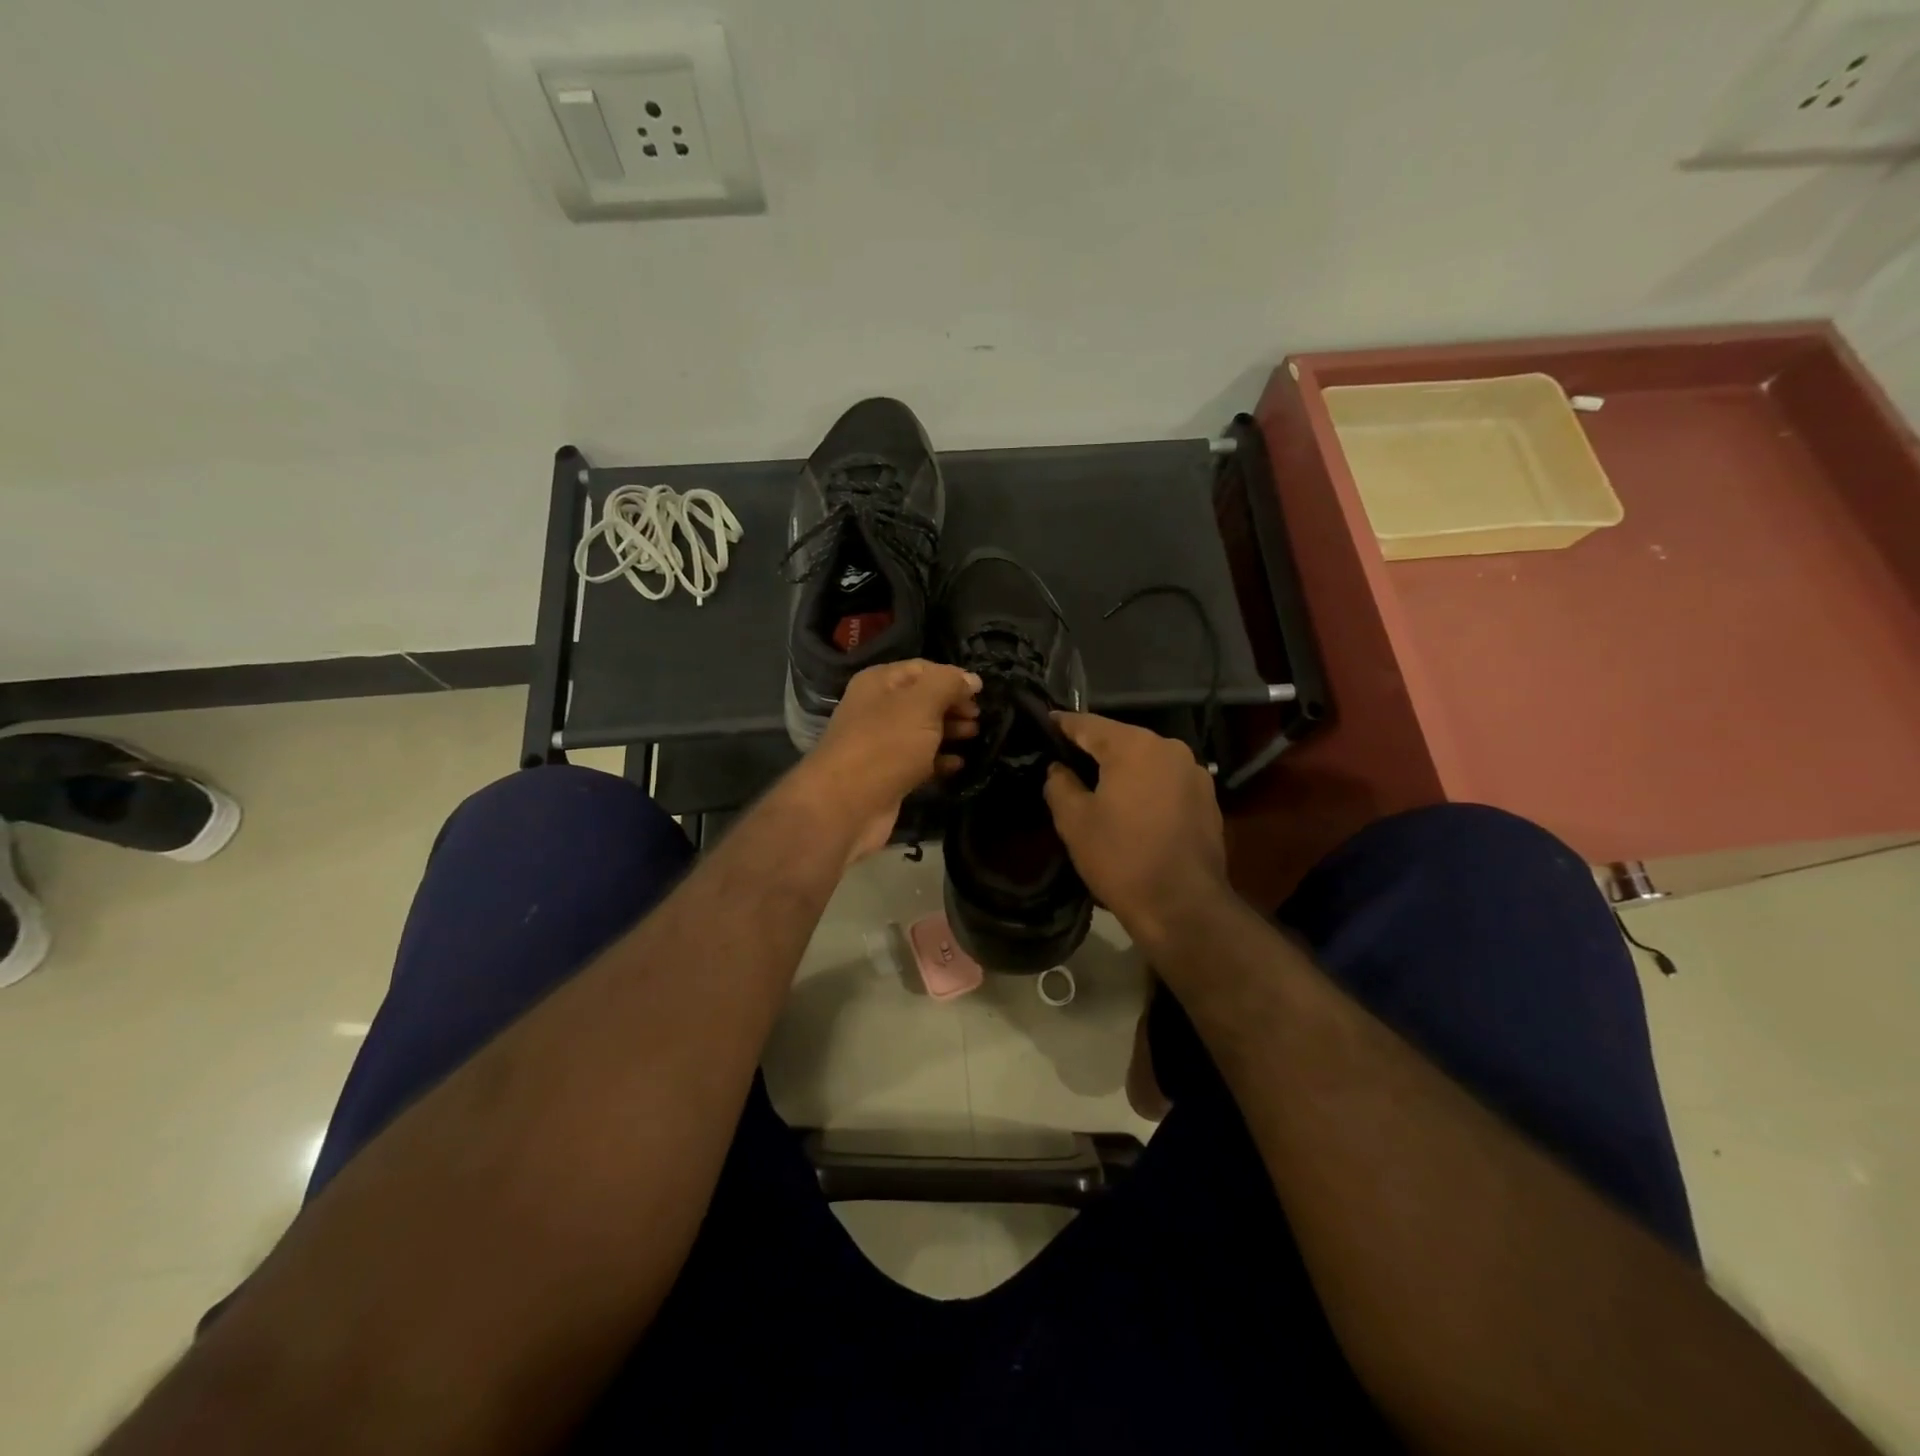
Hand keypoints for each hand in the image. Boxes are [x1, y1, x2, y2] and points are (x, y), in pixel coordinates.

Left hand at [797, 660, 980, 859]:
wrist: (845, 805)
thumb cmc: (885, 744)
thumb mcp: (921, 703)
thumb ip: (948, 684)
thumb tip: (972, 678)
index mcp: (879, 682)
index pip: (922, 669)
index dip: (952, 677)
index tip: (980, 692)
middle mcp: (877, 708)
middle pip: (923, 700)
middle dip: (953, 705)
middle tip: (979, 717)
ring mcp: (881, 744)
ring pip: (922, 731)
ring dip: (949, 732)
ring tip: (975, 735)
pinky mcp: (888, 775)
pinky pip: (919, 761)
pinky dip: (939, 760)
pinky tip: (960, 764)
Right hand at [1042, 712, 1229, 944]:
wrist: (1184, 907)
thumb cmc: (1121, 858)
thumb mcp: (1074, 821)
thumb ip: (1059, 784)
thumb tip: (1058, 768)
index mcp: (1135, 746)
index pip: (1088, 724)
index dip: (1061, 725)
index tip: (1042, 725)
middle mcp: (1170, 748)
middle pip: (1120, 739)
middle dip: (1092, 749)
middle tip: (1064, 762)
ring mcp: (1194, 773)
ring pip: (1146, 761)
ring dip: (1122, 770)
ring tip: (1097, 787)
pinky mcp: (1207, 799)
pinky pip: (1166, 782)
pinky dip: (1145, 787)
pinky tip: (1131, 810)